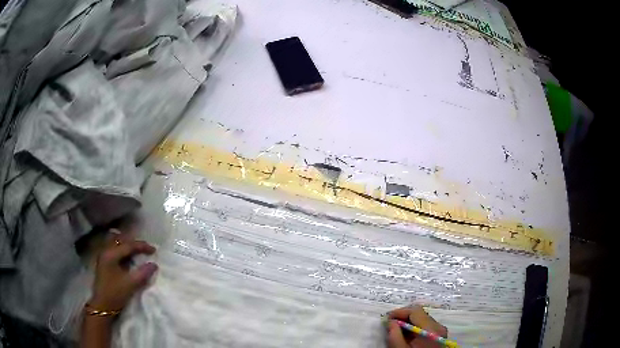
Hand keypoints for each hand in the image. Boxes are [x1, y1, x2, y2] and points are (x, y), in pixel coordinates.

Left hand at [89, 230, 157, 312]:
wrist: (103, 306)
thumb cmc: (115, 294)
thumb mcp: (130, 284)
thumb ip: (143, 273)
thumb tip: (154, 264)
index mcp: (111, 254)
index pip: (128, 245)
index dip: (142, 246)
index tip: (154, 250)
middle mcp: (105, 251)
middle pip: (121, 240)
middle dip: (134, 243)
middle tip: (145, 249)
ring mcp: (103, 256)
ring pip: (116, 243)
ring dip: (127, 245)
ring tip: (137, 251)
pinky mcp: (104, 262)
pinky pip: (114, 249)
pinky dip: (122, 250)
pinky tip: (128, 257)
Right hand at [386, 305, 447, 347]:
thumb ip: (394, 335)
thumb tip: (390, 322)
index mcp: (431, 329)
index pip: (415, 311)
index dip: (399, 312)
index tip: (386, 319)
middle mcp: (438, 327)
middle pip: (419, 314)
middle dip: (403, 317)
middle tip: (389, 325)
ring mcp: (440, 331)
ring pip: (422, 320)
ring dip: (408, 323)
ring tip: (395, 331)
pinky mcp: (439, 336)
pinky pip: (425, 327)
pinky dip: (414, 328)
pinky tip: (405, 336)